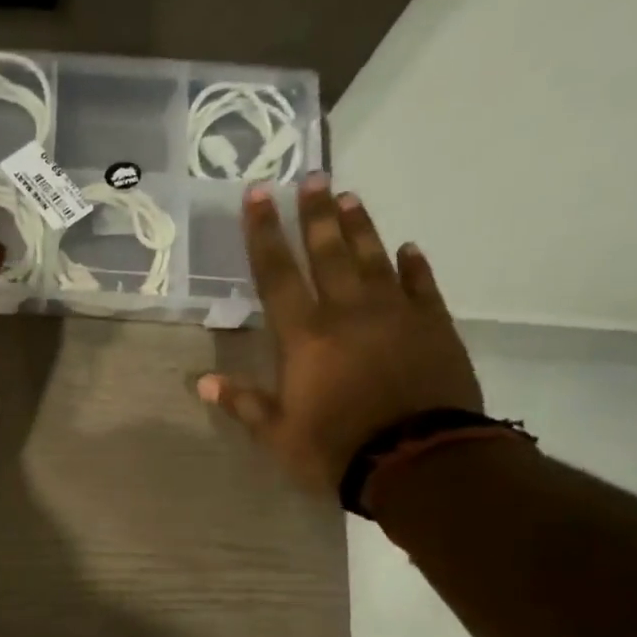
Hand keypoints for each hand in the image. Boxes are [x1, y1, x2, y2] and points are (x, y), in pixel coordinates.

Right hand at [197, 174, 482, 493]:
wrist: (418, 459)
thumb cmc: (335, 448)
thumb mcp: (278, 434)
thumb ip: (243, 403)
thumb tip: (203, 382)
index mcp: (305, 336)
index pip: (277, 274)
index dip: (264, 234)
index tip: (258, 195)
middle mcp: (348, 312)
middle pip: (328, 252)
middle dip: (315, 214)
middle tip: (312, 176)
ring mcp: (395, 314)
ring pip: (374, 258)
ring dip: (360, 227)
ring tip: (349, 197)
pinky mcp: (434, 325)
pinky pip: (422, 286)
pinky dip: (413, 265)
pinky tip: (408, 248)